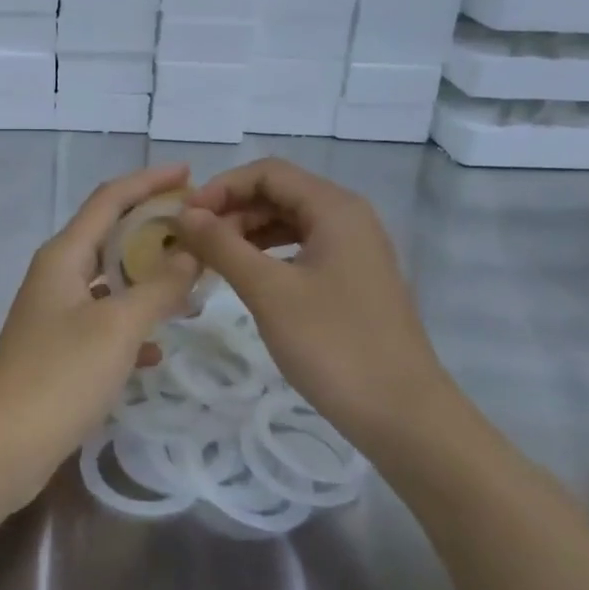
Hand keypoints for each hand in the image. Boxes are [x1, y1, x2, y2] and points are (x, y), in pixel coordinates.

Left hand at [0, 164, 199, 511]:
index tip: (190, 173)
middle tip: (200, 231)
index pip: (110, 199)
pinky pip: (104, 323)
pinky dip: (132, 324)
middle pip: (110, 235)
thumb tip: (191, 251)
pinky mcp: (59, 351)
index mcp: (64, 255)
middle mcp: (58, 275)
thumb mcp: (117, 327)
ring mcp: (56, 314)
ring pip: (110, 282)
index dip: (149, 181)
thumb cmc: (58, 376)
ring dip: (148, 278)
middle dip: (153, 229)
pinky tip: (157, 348)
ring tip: (192, 284)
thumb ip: (158, 286)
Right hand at [174, 158, 450, 447]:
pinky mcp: (353, 281)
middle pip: (279, 194)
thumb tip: (185, 214)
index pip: (267, 172)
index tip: (186, 217)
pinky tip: (245, 277)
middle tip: (192, 242)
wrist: (404, 417)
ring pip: (289, 223)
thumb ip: (223, 245)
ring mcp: (354, 251)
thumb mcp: (269, 291)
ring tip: (211, 260)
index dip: (222, 187)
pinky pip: (301, 250)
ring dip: (246, 233)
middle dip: (232, 210)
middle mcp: (348, 218)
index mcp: (335, 208)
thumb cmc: (334, 344)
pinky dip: (268, 255)